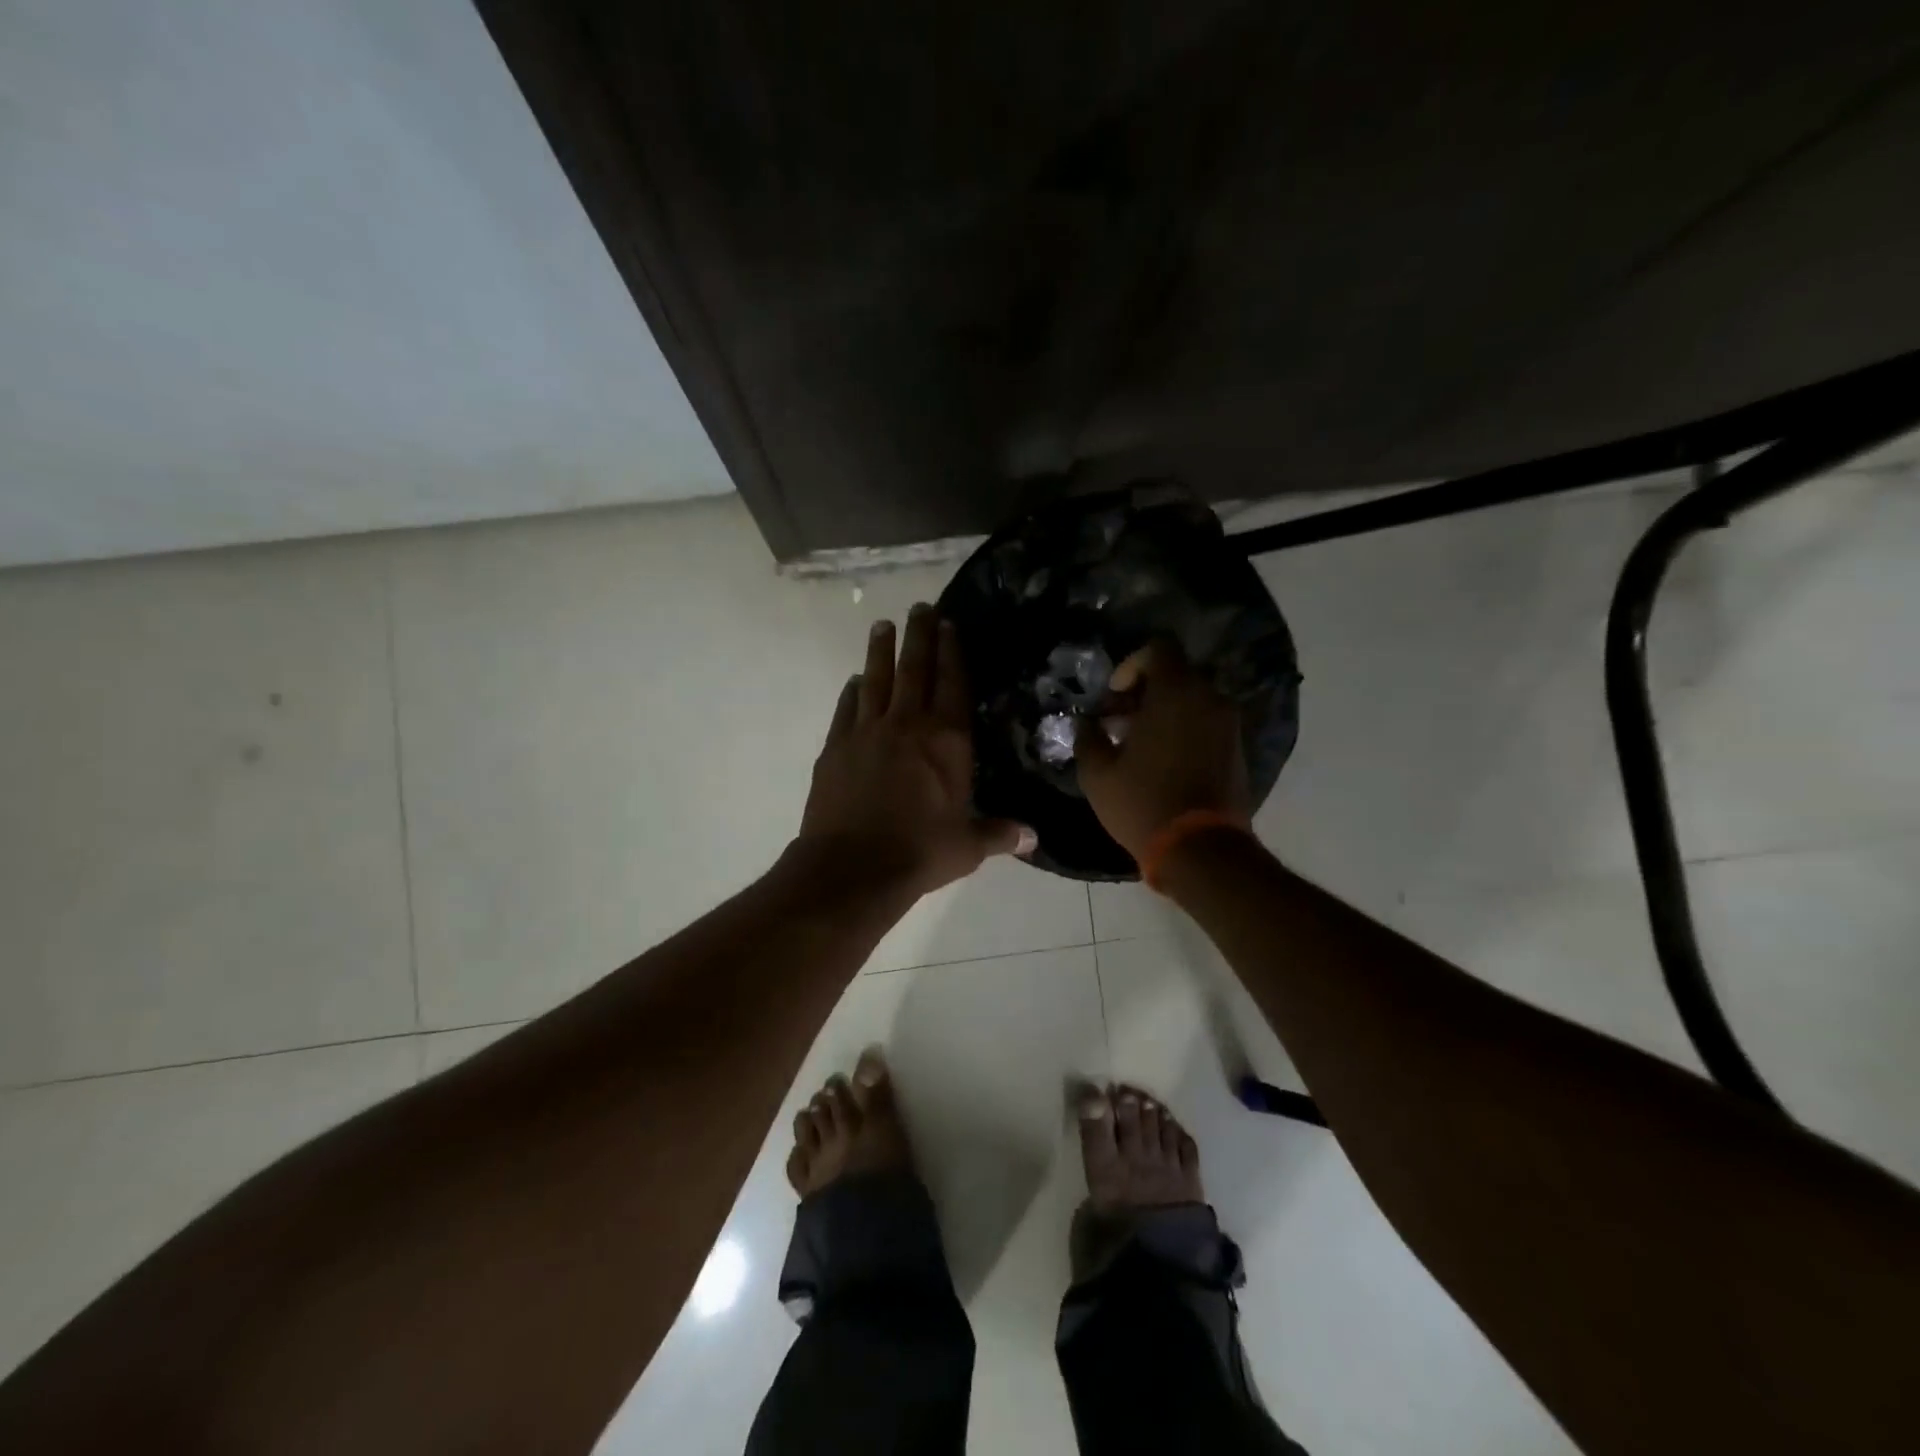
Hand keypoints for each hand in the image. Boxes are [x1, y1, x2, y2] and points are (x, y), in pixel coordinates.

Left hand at [797, 605, 1034, 895]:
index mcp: (947, 741)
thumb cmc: (920, 853)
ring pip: (876, 680)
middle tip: (920, 607)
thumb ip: (999, 834)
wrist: (853, 866)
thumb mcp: (968, 846)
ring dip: (881, 651)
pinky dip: (852, 692)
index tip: (949, 625)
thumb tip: (1033, 837)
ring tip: (882, 625)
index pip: (953, 684)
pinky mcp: (836, 747)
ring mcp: (868, 732)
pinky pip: (846, 709)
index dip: (952, 652)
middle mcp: (908, 725)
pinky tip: (854, 681)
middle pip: (915, 669)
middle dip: (919, 636)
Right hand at [1075, 639, 1250, 862]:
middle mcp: (1209, 698)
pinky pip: (1206, 723)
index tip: (1114, 697)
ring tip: (1138, 746)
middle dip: (1144, 692)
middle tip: (1118, 723)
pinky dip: (1184, 730)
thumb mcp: (1097, 774)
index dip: (1131, 665)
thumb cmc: (1142, 803)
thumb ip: (1087, 738)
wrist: (1201, 850)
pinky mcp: (1237, 749)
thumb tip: (1086, 723)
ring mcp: (1228, 724)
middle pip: (1176, 674)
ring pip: (1192, 700)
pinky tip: (1162, 762)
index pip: (1159, 648)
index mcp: (1175, 693)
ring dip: (1164, 712)